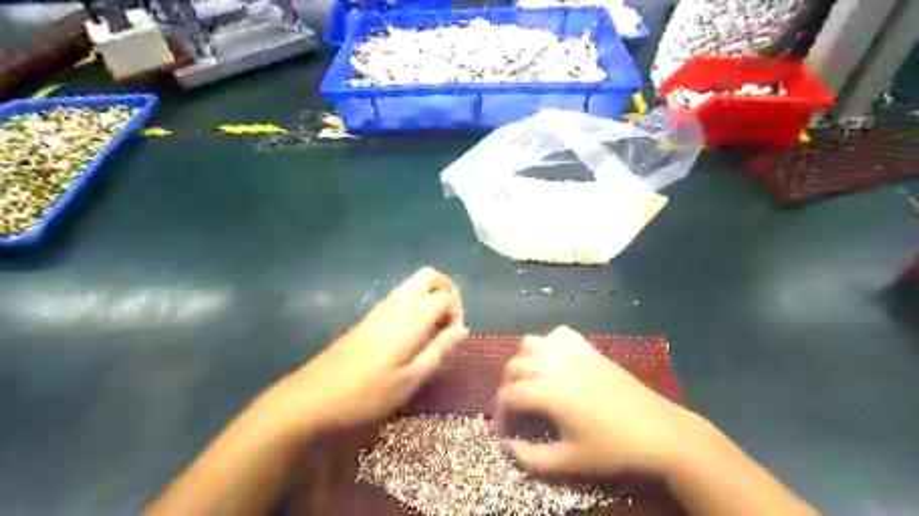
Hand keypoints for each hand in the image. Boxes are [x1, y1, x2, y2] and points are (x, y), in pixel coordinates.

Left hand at [264, 269, 467, 441]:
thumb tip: (464, 330)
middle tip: (448, 321)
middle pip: (429, 276)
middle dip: (447, 291)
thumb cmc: (366, 394)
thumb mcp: (409, 381)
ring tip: (432, 330)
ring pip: (414, 283)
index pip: (445, 296)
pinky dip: (416, 304)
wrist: (312, 396)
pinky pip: (401, 296)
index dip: (458, 312)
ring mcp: (380, 308)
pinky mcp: (369, 316)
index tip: (452, 338)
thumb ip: (439, 351)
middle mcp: (396, 305)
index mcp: (410, 319)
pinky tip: (412, 334)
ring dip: (431, 297)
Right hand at [495, 327, 705, 479]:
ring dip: (522, 362)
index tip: (505, 431)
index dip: (500, 413)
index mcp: (550, 392)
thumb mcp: (571, 461)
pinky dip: (548, 344)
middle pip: (514, 367)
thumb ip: (532, 458)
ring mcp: (573, 352)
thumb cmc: (614, 448)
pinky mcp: (589, 349)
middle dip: (507, 388)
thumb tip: (507, 447)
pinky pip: (559, 334)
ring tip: (529, 382)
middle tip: (515, 410)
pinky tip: (553, 361)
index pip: (509, 395)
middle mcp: (556, 365)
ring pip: (530, 344)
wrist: (659, 431)